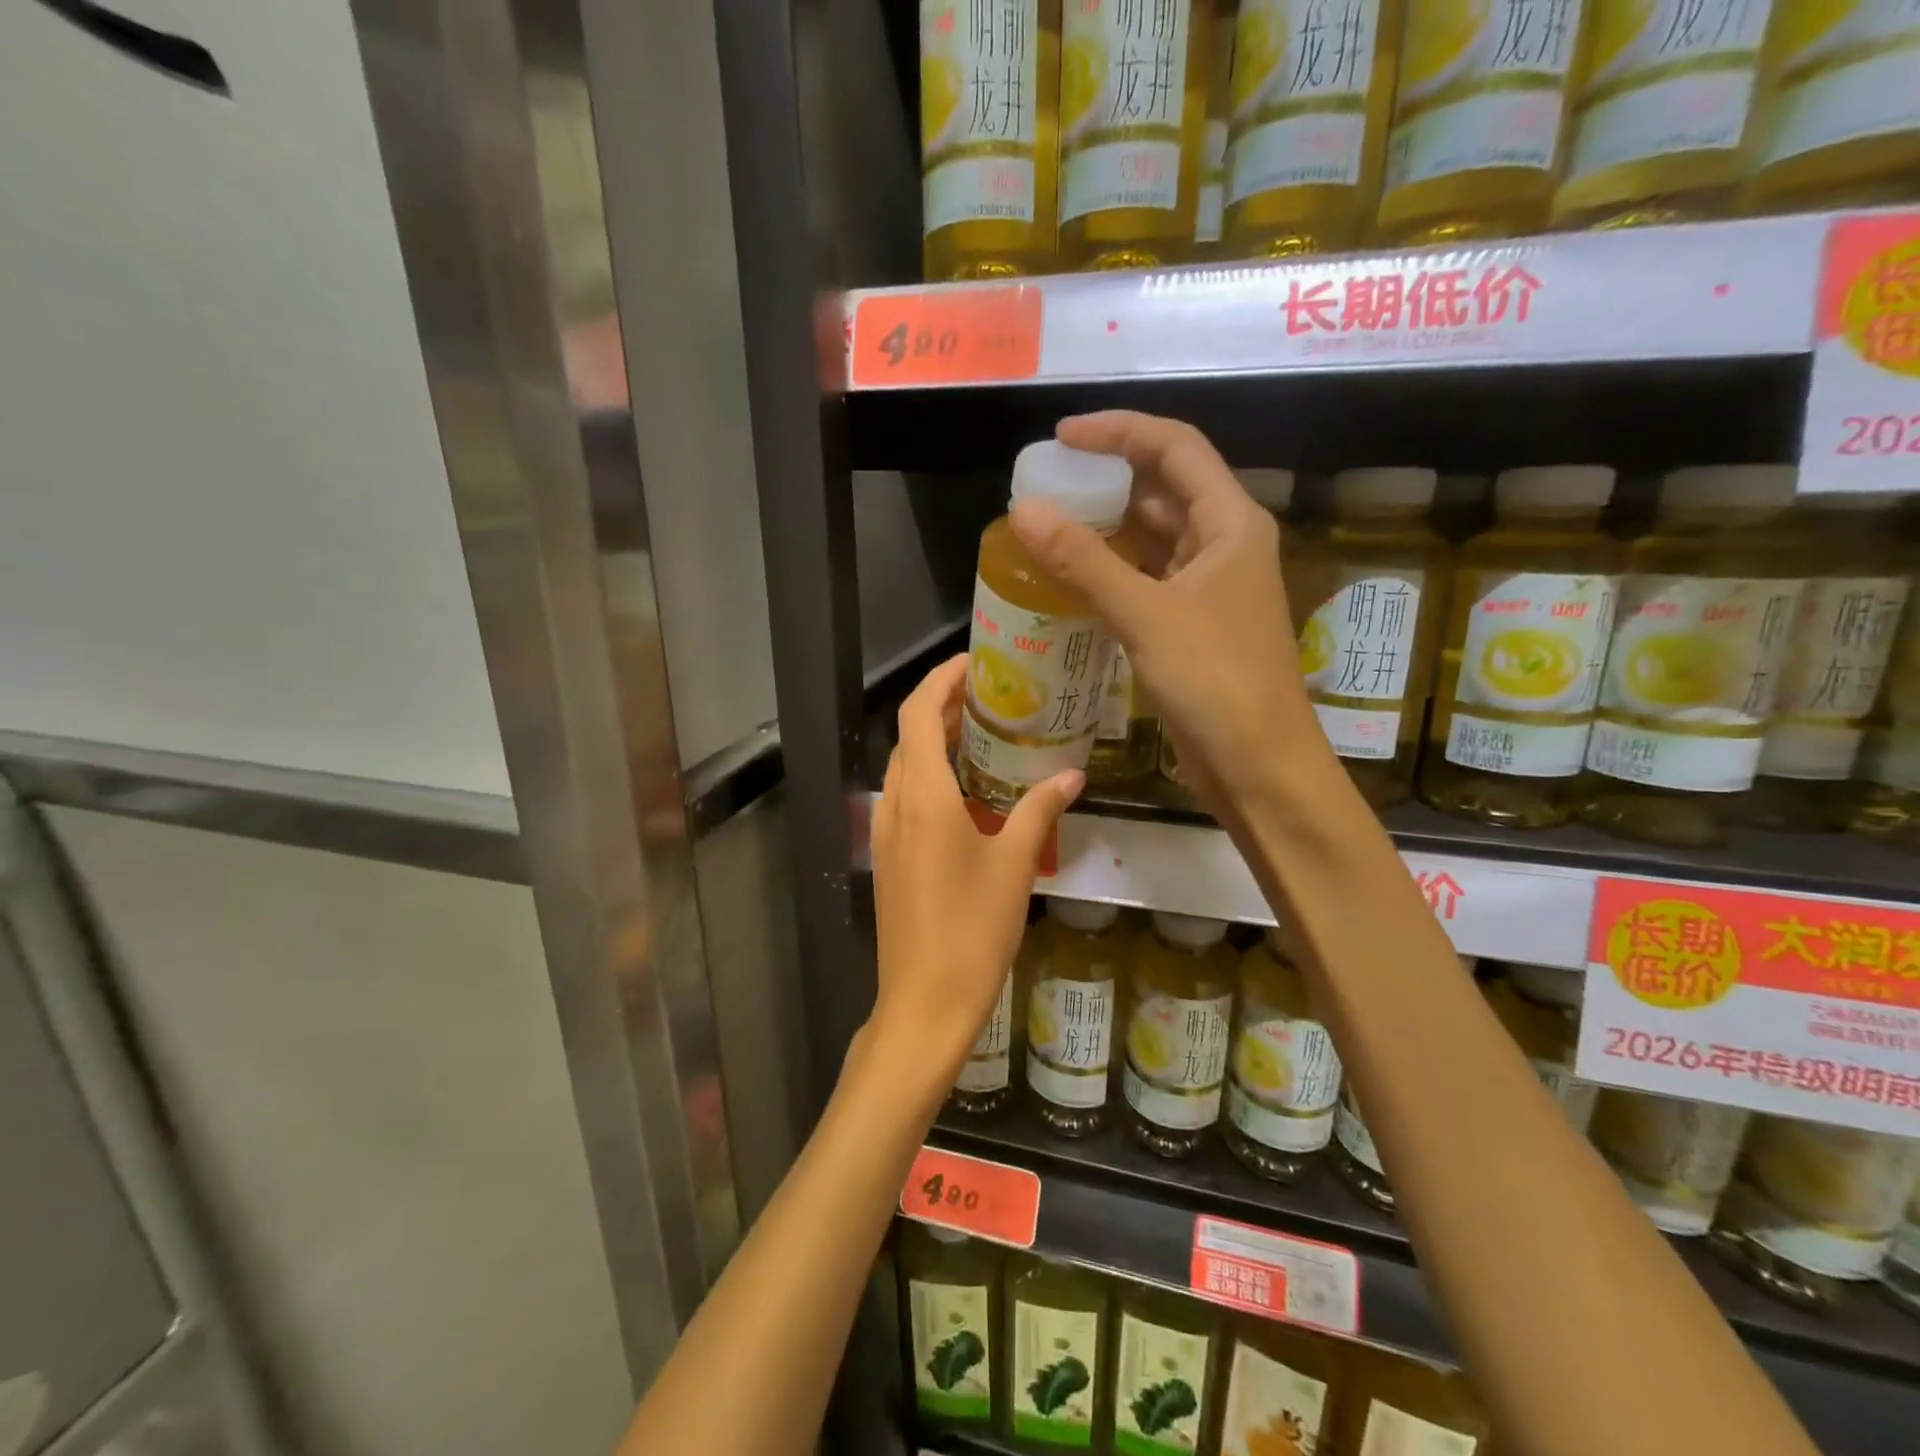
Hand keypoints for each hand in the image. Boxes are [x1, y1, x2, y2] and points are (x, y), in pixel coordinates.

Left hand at [869, 656, 1082, 1082]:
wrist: (924, 1002)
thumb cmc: (972, 930)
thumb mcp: (1015, 865)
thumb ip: (1039, 811)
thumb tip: (1071, 775)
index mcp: (922, 795)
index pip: (918, 713)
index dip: (941, 679)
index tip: (976, 663)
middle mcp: (895, 804)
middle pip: (910, 736)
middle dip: (945, 708)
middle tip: (994, 698)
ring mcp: (886, 833)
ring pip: (906, 768)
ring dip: (938, 744)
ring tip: (987, 738)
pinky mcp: (889, 858)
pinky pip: (906, 799)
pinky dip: (932, 778)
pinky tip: (970, 794)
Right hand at [1008, 411, 1329, 819]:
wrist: (1258, 765)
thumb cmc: (1216, 680)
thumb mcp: (1146, 613)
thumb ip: (1083, 561)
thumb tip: (1023, 510)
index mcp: (1230, 522)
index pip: (1175, 447)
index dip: (1119, 431)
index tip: (1062, 438)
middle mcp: (1223, 545)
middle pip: (1162, 490)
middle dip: (1106, 481)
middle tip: (1045, 486)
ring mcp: (1208, 588)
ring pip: (1152, 540)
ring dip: (1105, 531)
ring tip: (1046, 527)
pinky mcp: (1191, 626)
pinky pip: (1145, 582)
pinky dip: (1110, 575)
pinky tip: (1069, 580)